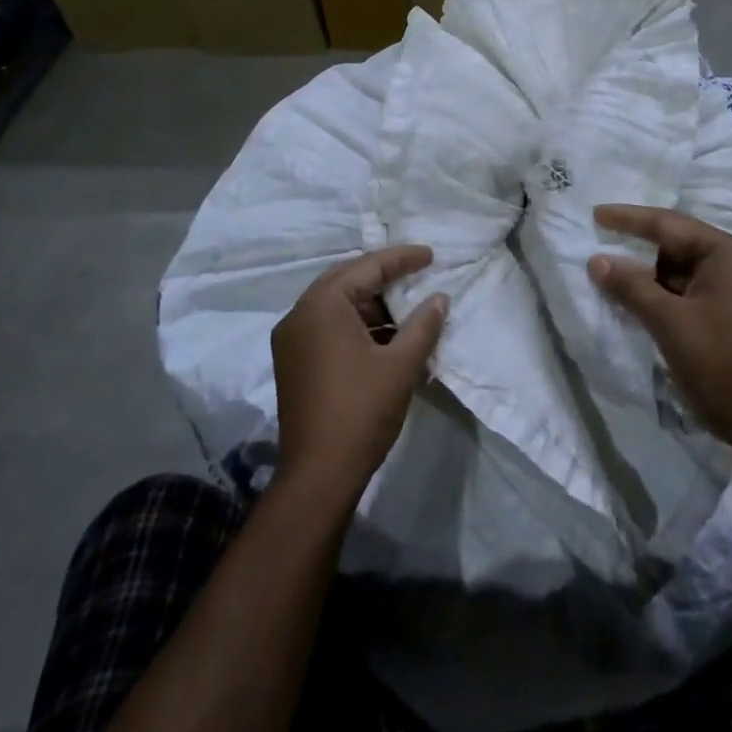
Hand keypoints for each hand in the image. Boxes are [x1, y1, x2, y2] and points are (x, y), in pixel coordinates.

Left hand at [272, 246, 448, 507]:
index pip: (367, 267)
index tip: (431, 255)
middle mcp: (300, 313)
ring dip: (370, 301)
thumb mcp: (402, 364)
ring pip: (336, 304)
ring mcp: (291, 339)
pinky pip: (326, 325)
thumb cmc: (362, 411)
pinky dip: (355, 323)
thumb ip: (423, 324)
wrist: (318, 475)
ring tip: (406, 304)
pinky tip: (384, 334)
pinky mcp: (293, 362)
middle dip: (384, 275)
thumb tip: (439, 298)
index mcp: (322, 304)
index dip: (402, 258)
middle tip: (418, 271)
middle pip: (347, 279)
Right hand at [589, 205, 731, 440]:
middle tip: (598, 239)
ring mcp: (731, 291)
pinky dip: (658, 293)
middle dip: (635, 245)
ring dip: (644, 273)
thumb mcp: (670, 322)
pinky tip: (631, 298)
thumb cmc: (722, 361)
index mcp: (724, 253)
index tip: (595, 214)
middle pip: (674, 244)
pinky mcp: (726, 316)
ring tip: (606, 271)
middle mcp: (731, 264)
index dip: (628, 218)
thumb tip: (597, 260)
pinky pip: (684, 292)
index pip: (667, 224)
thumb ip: (631, 287)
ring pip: (677, 271)